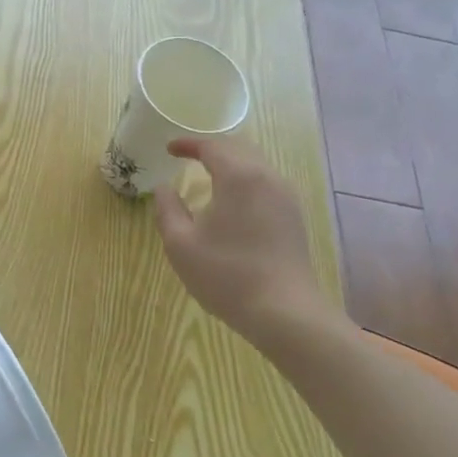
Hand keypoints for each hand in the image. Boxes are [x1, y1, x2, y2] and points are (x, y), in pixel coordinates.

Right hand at [151, 138, 338, 346]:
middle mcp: (266, 178)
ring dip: (230, 162)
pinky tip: (233, 199)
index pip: (212, 146)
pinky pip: (266, 182)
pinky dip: (245, 178)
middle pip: (238, 148)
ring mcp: (285, 197)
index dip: (188, 144)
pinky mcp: (293, 216)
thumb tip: (164, 188)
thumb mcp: (180, 244)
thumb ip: (167, 209)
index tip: (168, 149)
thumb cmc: (226, 275)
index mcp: (238, 177)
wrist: (283, 312)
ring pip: (255, 164)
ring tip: (208, 173)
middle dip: (211, 148)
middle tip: (187, 156)